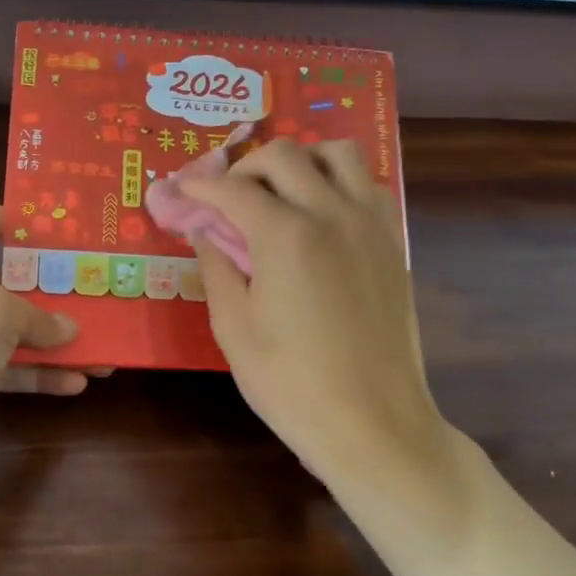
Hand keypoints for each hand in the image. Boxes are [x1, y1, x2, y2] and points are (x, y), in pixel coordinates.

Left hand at [0, 201, 91, 519]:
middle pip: (3, 279)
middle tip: (93, 293)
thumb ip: (34, 313)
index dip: (9, 218)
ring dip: (53, 337)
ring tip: (100, 346)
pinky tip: (77, 384)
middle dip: (49, 288)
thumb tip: (65, 328)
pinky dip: (38, 374)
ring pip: (10, 329)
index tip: (53, 237)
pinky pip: (6, 369)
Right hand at [181, 139, 446, 483]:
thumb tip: (207, 231)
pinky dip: (338, 180)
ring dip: (301, 160)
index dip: (201, 186)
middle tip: (227, 197)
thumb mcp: (234, 329)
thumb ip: (217, 267)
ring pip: (338, 153)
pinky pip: (367, 184)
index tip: (181, 190)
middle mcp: (332, 213)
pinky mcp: (393, 241)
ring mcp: (370, 224)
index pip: (234, 189)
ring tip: (279, 191)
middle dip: (245, 167)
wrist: (373, 423)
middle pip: (285, 155)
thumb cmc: (292, 383)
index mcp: (286, 235)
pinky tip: (320, 213)